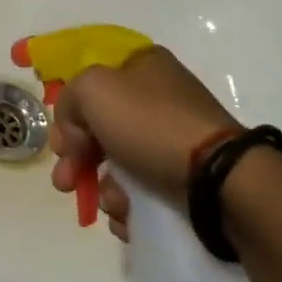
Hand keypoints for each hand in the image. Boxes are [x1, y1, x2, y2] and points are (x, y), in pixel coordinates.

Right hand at [47, 47, 236, 241]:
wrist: (218, 178)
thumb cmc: (151, 123)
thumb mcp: (93, 90)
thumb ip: (69, 101)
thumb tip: (75, 135)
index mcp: (142, 65)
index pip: (91, 83)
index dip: (70, 113)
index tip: (62, 144)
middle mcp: (159, 96)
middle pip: (101, 128)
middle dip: (78, 160)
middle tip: (66, 184)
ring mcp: (175, 138)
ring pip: (119, 164)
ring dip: (105, 189)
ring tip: (113, 204)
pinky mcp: (187, 177)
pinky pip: (144, 191)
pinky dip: (130, 207)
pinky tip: (129, 216)